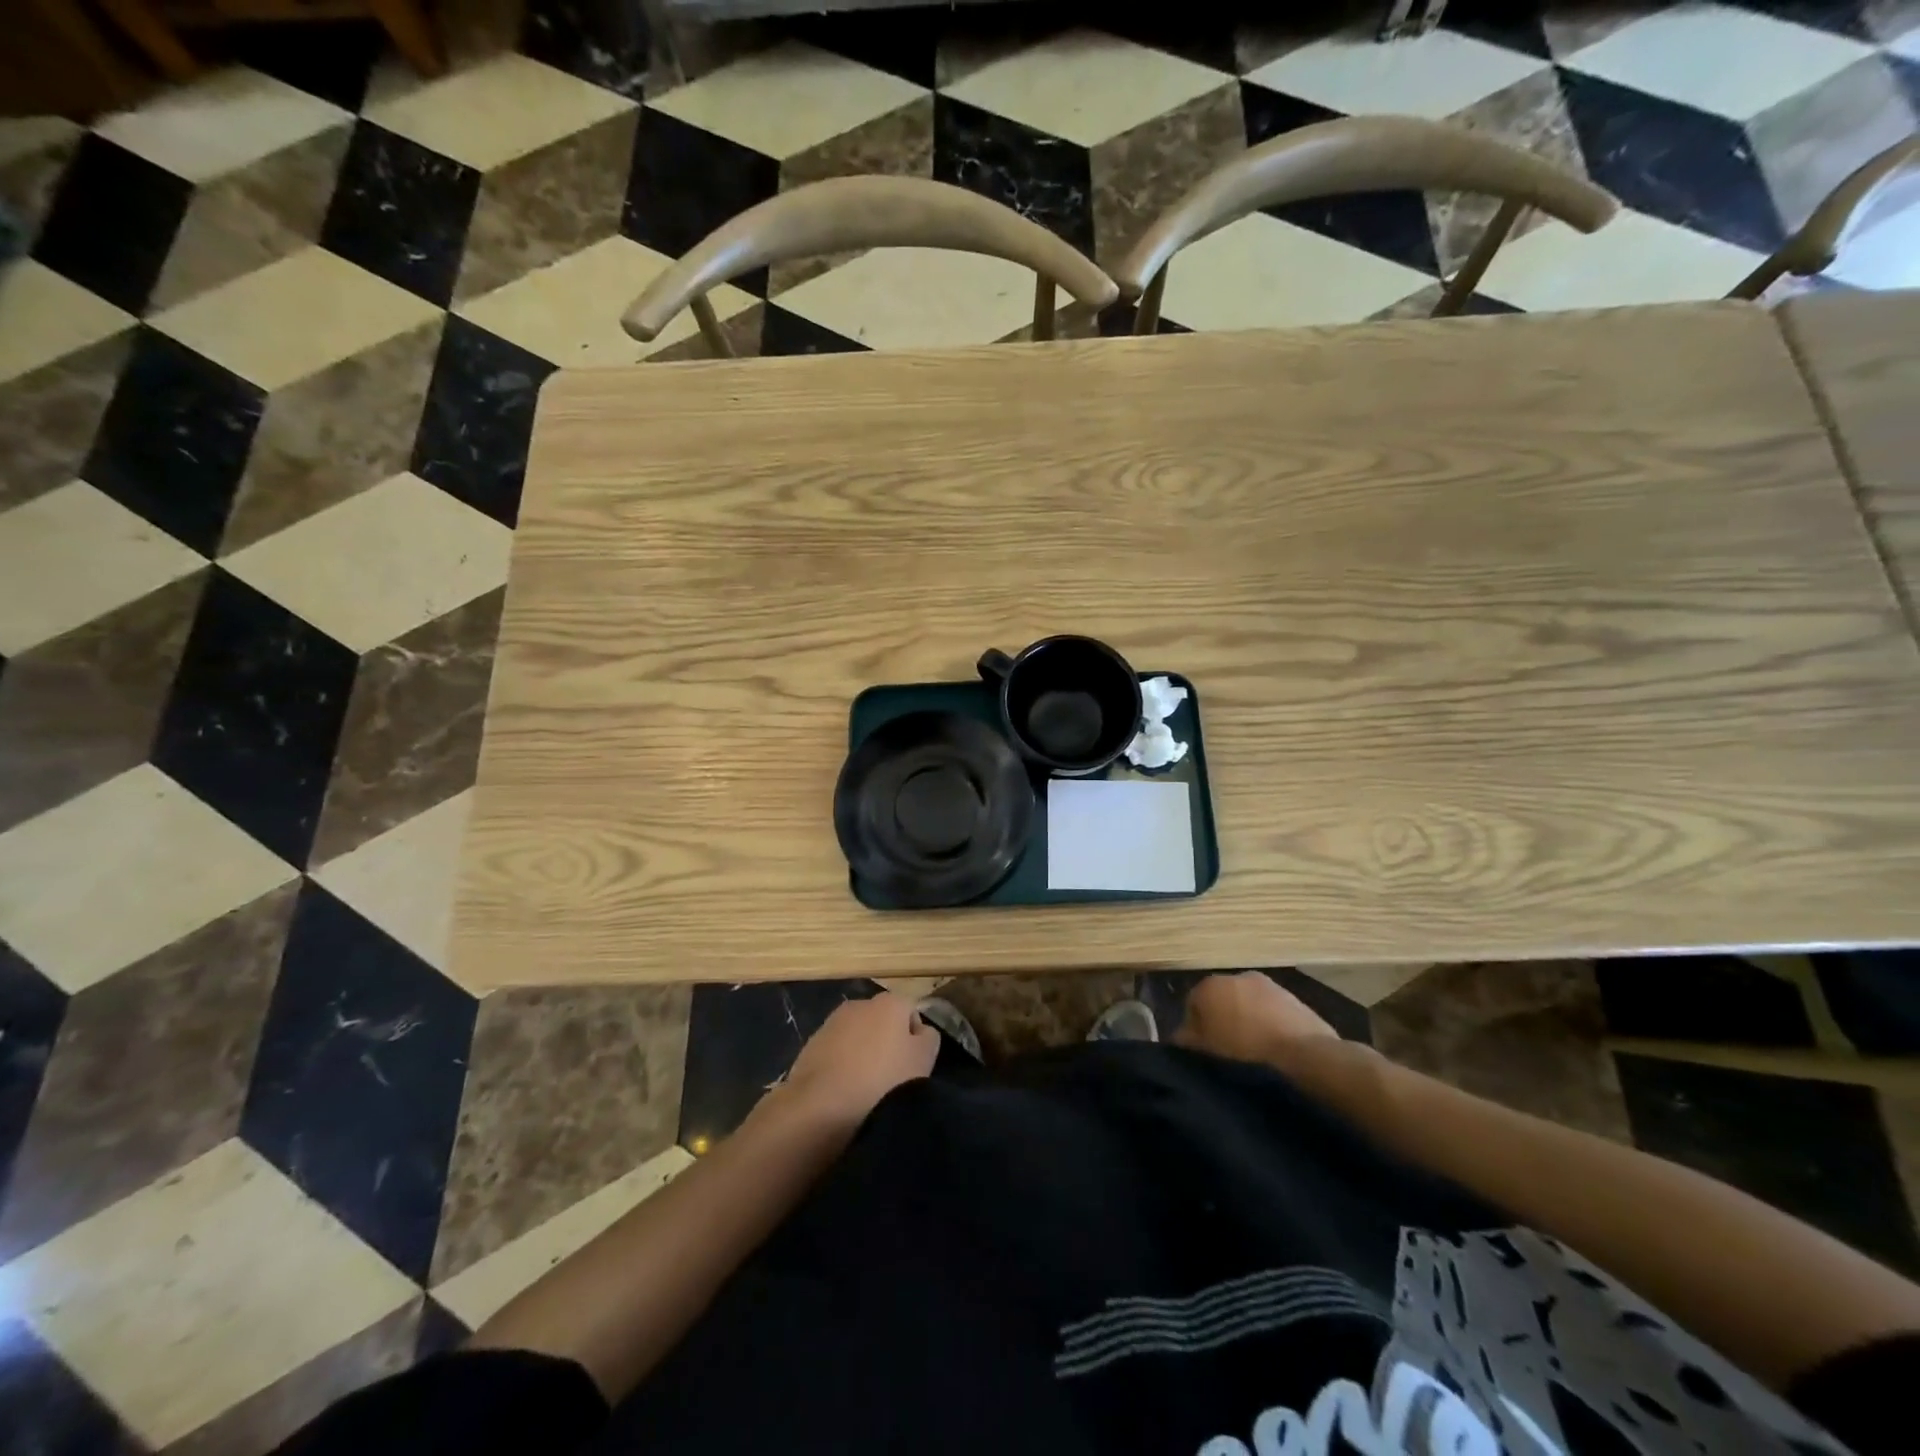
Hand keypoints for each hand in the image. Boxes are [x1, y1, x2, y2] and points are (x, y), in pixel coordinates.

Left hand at [778, 993, 939, 1129]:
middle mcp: (859, 1004)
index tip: (914, 1066)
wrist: (820, 1106)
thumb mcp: (923, 1061)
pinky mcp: (810, 1045)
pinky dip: (841, 1066)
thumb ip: (929, 1038)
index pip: (911, 1012)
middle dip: (887, 1043)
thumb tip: (921, 1031)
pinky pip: (836, 1053)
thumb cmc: (882, 1081)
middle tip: (892, 1077)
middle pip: (882, 1021)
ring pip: (857, 1037)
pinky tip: (842, 1092)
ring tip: (865, 1088)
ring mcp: (831, 1023)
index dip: (916, 1039)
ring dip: (862, 1054)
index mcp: (889, 1002)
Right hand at [1174, 972, 1337, 1063]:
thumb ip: (1185, 1041)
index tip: (1204, 1054)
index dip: (1195, 1031)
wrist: (1306, 1059)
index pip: (1192, 1005)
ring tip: (1256, 1056)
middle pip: (1222, 1001)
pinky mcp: (1297, 1000)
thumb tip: (1181, 1036)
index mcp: (1209, 985)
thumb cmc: (1244, 1054)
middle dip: (1224, 1022)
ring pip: (1250, 1005)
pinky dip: (1273, 1027)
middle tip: (1229, 1054)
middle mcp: (1238, 976)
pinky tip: (1278, 1052)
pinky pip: (1275, 1014)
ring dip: (1250, 1023)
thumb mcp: (1203, 1053)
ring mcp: (1271, 986)